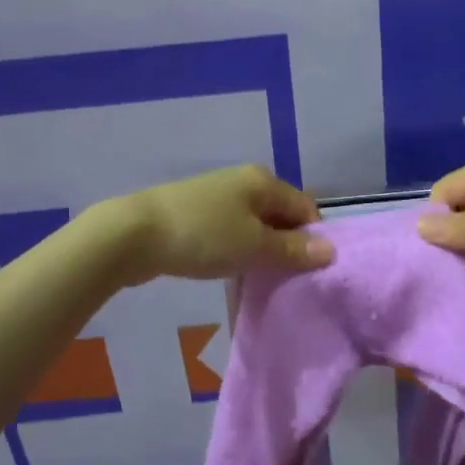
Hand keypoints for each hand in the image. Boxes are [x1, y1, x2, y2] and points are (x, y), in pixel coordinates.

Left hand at [105, 165, 333, 285]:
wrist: (134, 234)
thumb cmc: (203, 235)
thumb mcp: (254, 245)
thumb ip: (292, 249)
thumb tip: (330, 250)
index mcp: (263, 181)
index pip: (305, 207)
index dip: (314, 238)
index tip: (312, 272)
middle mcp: (244, 182)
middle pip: (280, 216)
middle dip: (288, 247)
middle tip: (290, 282)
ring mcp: (218, 197)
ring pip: (255, 226)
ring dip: (262, 253)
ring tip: (263, 283)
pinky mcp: (197, 215)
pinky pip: (231, 233)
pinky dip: (238, 252)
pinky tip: (234, 275)